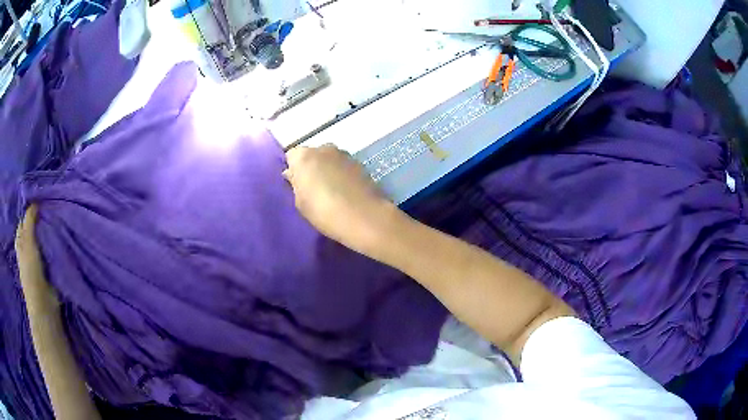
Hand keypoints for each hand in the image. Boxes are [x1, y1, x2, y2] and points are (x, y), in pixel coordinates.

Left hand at [15, 205, 57, 307]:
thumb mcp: (28, 243)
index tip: (40, 202)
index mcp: (20, 243)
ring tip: (55, 221)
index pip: (23, 222)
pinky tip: (58, 239)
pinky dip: (53, 245)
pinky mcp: (47, 269)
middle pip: (32, 231)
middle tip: (49, 209)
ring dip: (46, 233)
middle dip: (39, 222)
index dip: (29, 212)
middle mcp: (27, 250)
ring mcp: (37, 261)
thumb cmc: (32, 273)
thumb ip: (30, 221)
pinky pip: (49, 252)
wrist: (44, 305)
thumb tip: (35, 201)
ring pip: (41, 241)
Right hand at [284, 145, 402, 255]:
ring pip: (328, 159)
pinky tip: (345, 191)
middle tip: (313, 189)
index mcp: (304, 156)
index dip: (293, 170)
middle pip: (311, 155)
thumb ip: (295, 184)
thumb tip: (293, 174)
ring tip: (331, 191)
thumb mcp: (300, 203)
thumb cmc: (324, 212)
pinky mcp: (360, 163)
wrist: (365, 217)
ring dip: (327, 169)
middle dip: (311, 168)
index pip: (291, 157)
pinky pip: (343, 166)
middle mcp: (324, 148)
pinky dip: (341, 174)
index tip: (296, 185)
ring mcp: (344, 154)